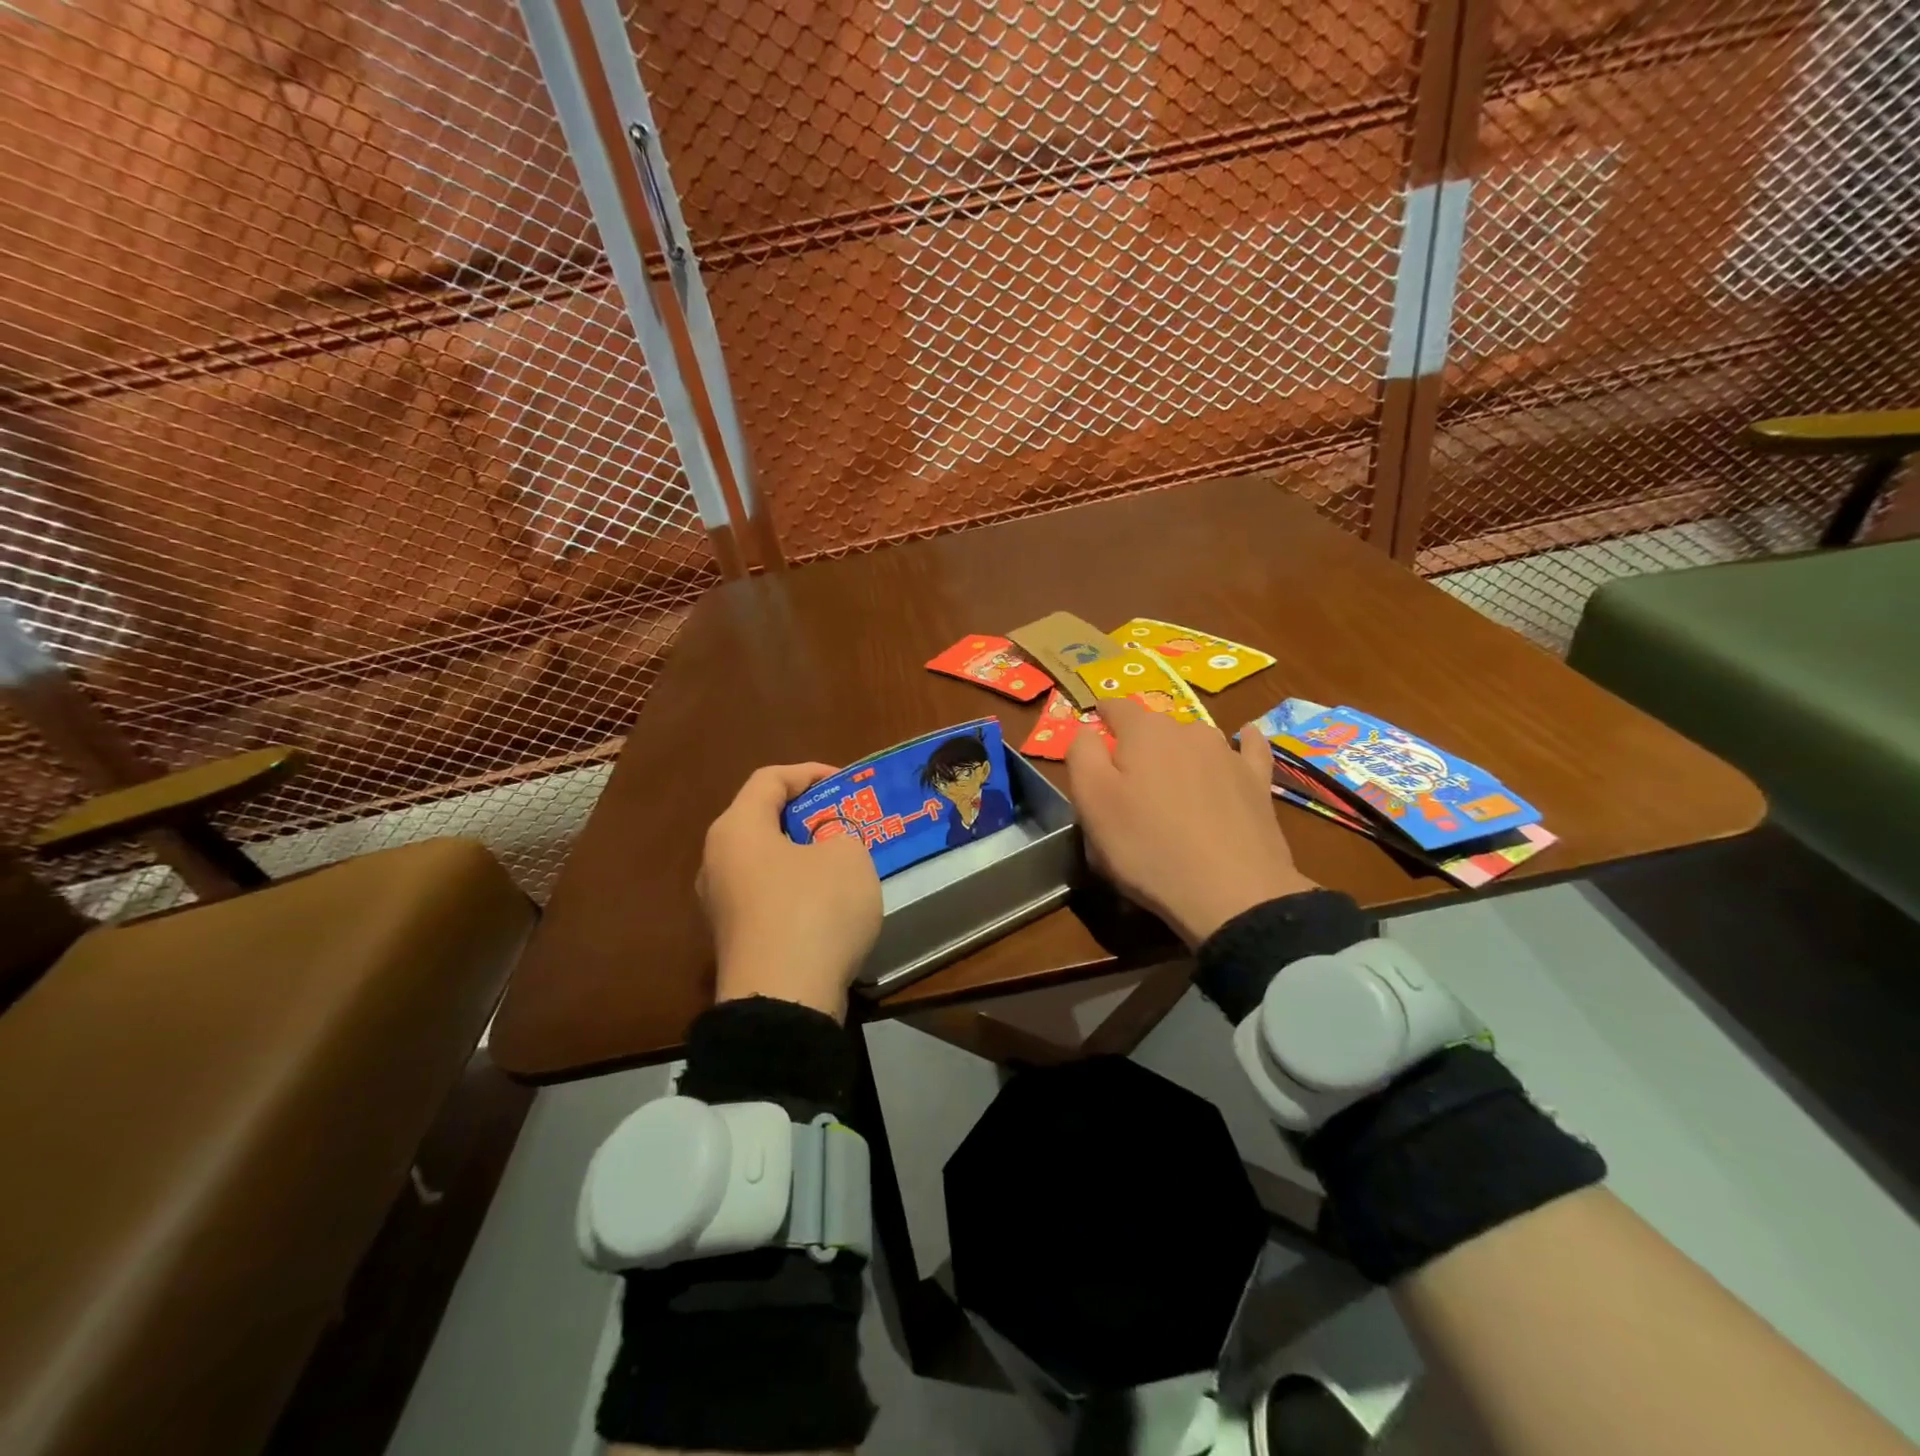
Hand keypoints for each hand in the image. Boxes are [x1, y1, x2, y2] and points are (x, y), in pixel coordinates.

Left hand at [698, 763, 882, 1021]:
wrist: (783, 1001)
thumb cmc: (815, 910)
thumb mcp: (848, 856)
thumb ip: (839, 835)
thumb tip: (825, 845)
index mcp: (737, 829)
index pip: (769, 779)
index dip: (809, 772)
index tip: (844, 782)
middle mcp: (717, 861)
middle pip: (762, 820)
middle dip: (806, 815)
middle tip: (844, 820)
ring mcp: (720, 905)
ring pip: (764, 861)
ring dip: (802, 854)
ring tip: (841, 860)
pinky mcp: (734, 939)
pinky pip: (766, 896)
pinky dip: (795, 888)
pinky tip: (828, 904)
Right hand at [1066, 698, 1315, 945]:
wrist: (1231, 892)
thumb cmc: (1148, 846)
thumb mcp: (1092, 802)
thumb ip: (1082, 754)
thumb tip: (1087, 731)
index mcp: (1144, 732)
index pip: (1116, 708)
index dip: (1101, 717)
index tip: (1093, 734)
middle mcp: (1188, 730)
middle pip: (1154, 727)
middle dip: (1137, 746)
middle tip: (1126, 786)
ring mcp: (1228, 754)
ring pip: (1194, 741)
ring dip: (1179, 753)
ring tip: (1172, 786)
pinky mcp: (1258, 781)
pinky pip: (1249, 749)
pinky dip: (1243, 742)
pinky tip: (1245, 739)